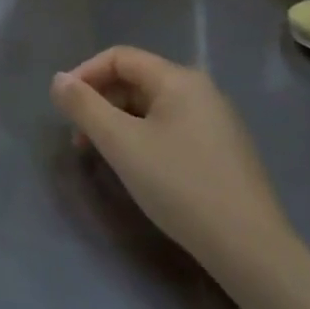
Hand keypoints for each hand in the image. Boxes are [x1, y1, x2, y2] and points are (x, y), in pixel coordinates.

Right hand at [52, 46, 295, 278]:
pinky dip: (143, 137)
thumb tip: (58, 79)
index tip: (64, 106)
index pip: (119, 57)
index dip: (84, 74)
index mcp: (179, 79)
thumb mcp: (120, 143)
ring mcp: (216, 121)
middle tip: (80, 137)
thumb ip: (84, 106)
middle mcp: (201, 91)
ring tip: (104, 156)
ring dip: (119, 122)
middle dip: (100, 102)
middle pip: (135, 80)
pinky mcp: (223, 151)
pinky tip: (138, 168)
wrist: (251, 251)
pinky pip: (171, 128)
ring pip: (152, 107)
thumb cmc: (180, 186)